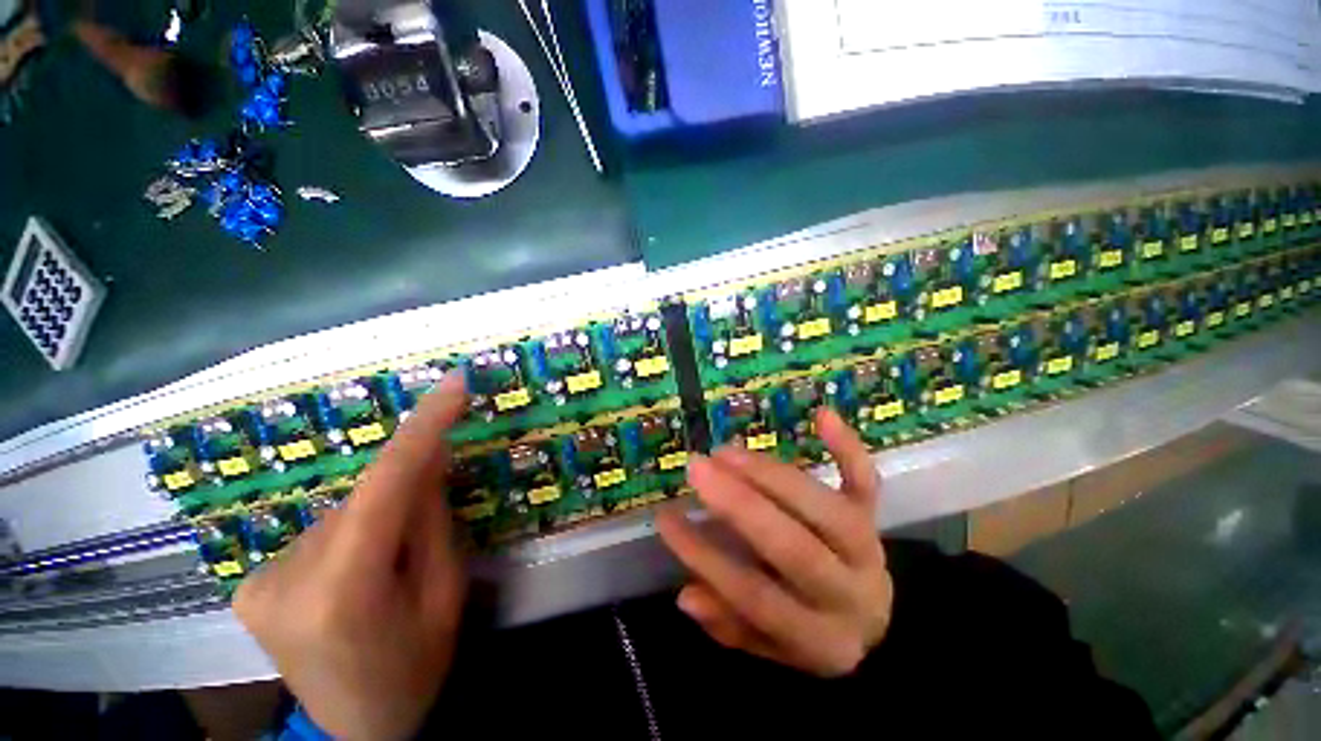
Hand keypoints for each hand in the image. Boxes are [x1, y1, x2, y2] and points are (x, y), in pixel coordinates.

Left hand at [234, 375, 468, 740]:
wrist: (354, 730)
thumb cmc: (413, 668)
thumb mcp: (445, 594)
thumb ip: (434, 521)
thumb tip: (433, 457)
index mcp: (342, 592)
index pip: (385, 484)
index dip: (423, 427)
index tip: (453, 383)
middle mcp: (285, 577)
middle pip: (364, 498)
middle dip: (408, 489)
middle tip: (436, 505)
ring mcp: (257, 579)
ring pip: (344, 511)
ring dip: (380, 516)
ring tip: (394, 559)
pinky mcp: (249, 581)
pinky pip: (323, 529)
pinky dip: (354, 531)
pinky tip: (360, 569)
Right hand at [656, 408, 891, 676]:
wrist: (870, 616)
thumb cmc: (806, 628)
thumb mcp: (767, 643)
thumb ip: (728, 623)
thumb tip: (686, 597)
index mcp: (819, 638)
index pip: (755, 597)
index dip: (706, 558)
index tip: (665, 519)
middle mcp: (849, 592)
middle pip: (793, 548)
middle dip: (739, 505)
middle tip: (697, 468)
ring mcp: (867, 548)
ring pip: (822, 507)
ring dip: (770, 475)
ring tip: (725, 452)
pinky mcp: (873, 515)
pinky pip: (864, 479)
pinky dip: (845, 446)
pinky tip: (822, 414)